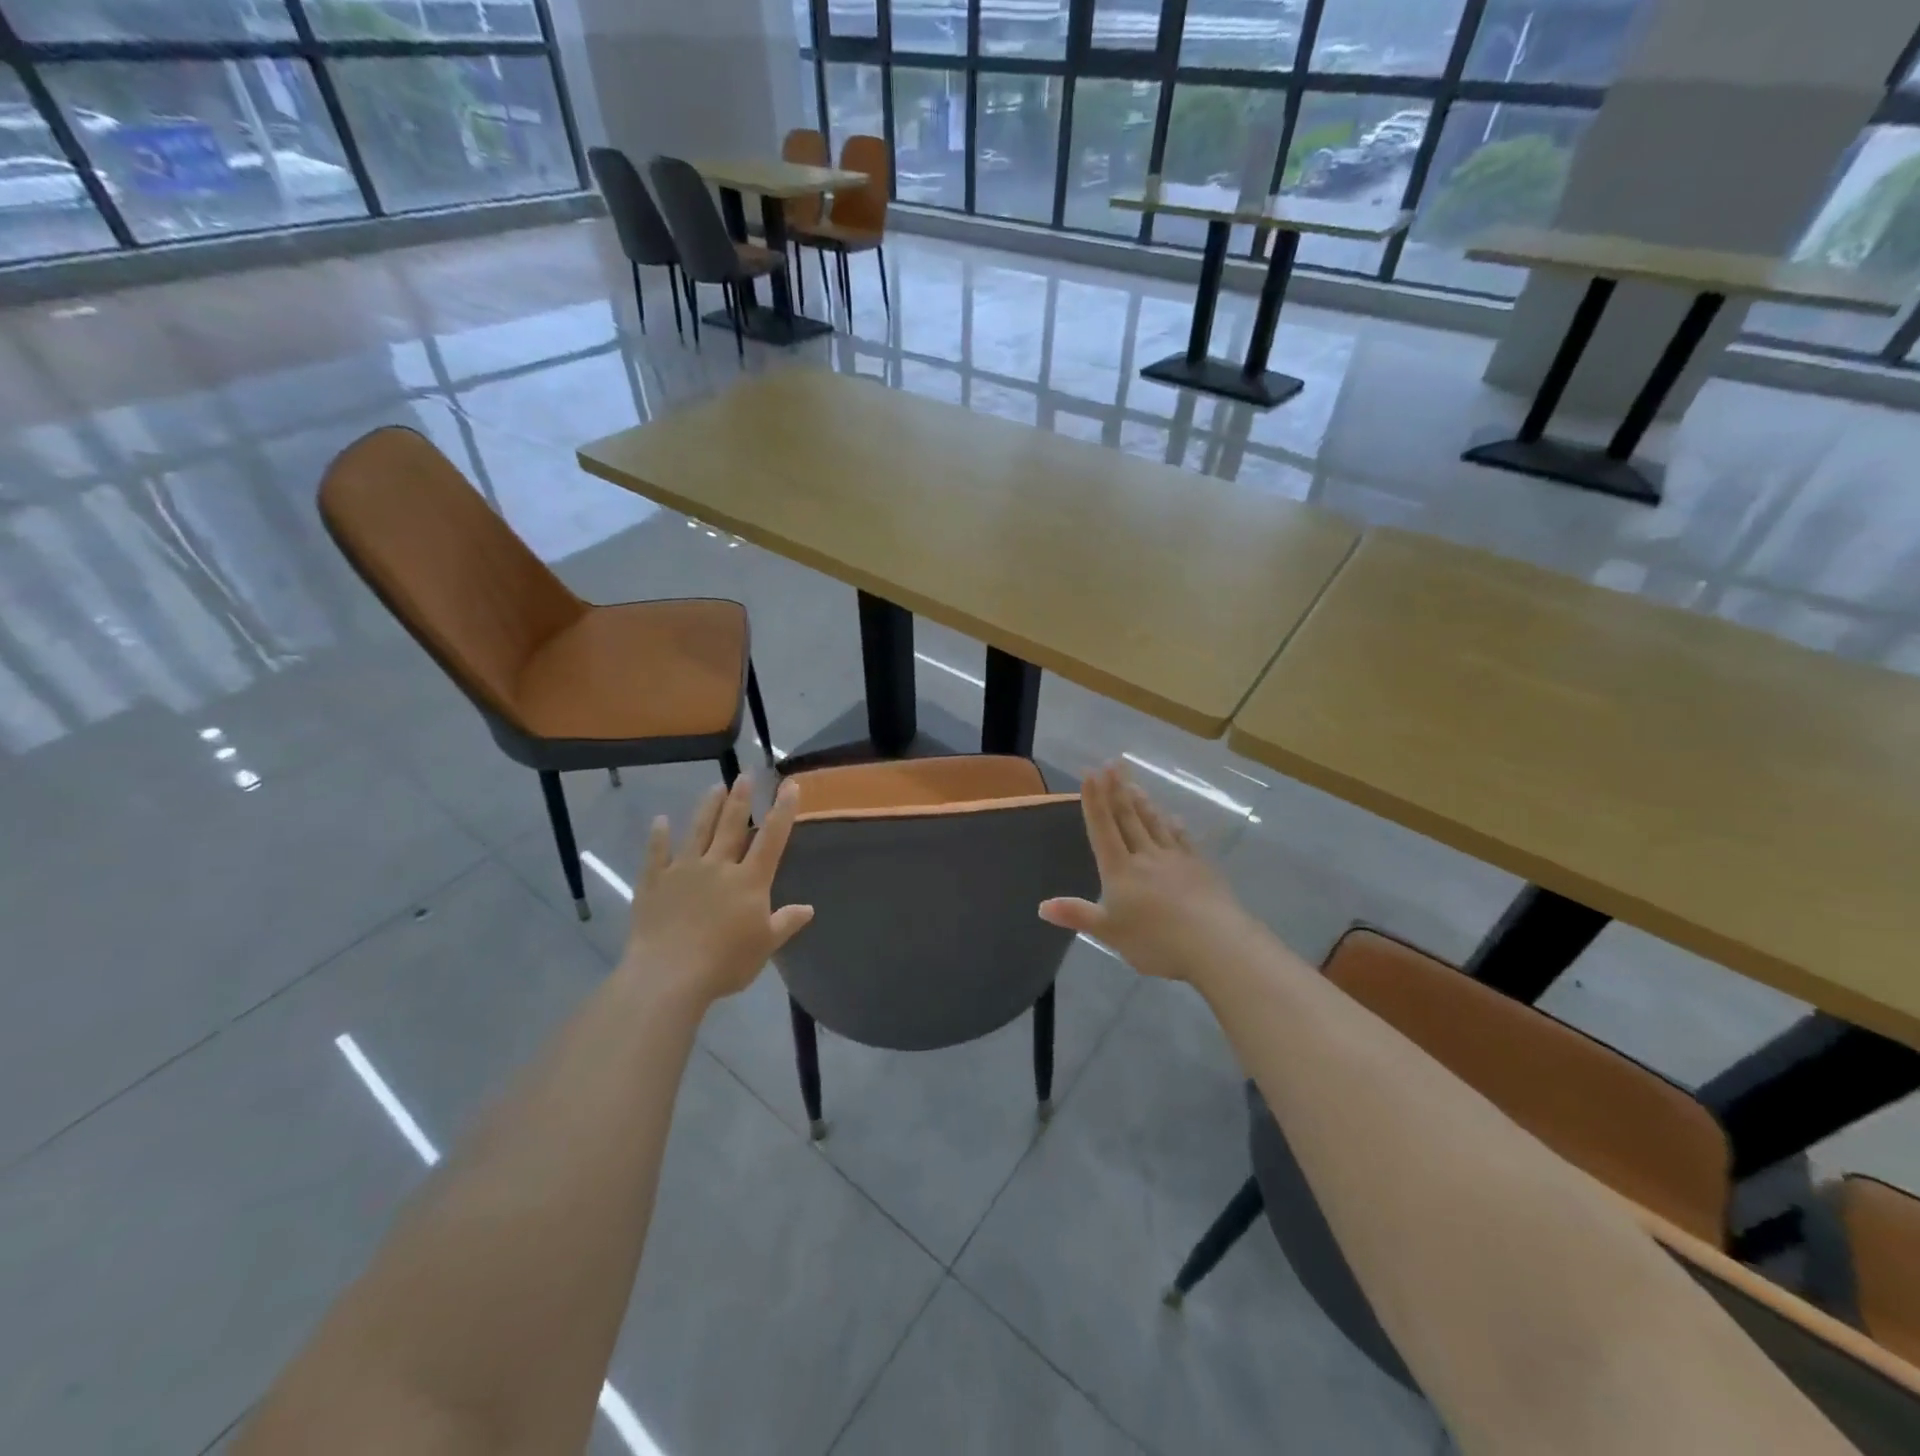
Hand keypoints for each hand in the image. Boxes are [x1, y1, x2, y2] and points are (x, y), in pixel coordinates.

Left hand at [622, 774, 814, 1005]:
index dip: (783, 810)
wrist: (668, 976)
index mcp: (750, 880)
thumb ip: (785, 923)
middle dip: (741, 798)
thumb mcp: (765, 946)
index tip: (790, 784)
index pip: (771, 838)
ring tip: (715, 786)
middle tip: (746, 774)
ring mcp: (683, 871)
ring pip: (698, 831)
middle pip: (731, 825)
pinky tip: (660, 821)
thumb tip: (808, 909)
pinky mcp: (654, 882)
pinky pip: (656, 854)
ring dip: (708, 807)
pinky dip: (658, 836)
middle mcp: (718, 866)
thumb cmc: (724, 963)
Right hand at [1039, 762, 1258, 981]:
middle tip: (1112, 763)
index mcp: (1120, 870)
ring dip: (1142, 801)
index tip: (1090, 773)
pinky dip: (1174, 825)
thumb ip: (1077, 915)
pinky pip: (1182, 839)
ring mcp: (1176, 858)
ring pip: (1154, 823)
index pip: (1103, 828)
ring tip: (1134, 783)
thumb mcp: (1109, 933)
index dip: (1094, 800)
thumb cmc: (1156, 942)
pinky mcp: (1200, 867)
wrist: (1216, 944)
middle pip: (1128, 817)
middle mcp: (1146, 856)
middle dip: (1117, 789)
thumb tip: (1041, 906)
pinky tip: (1173, 817)